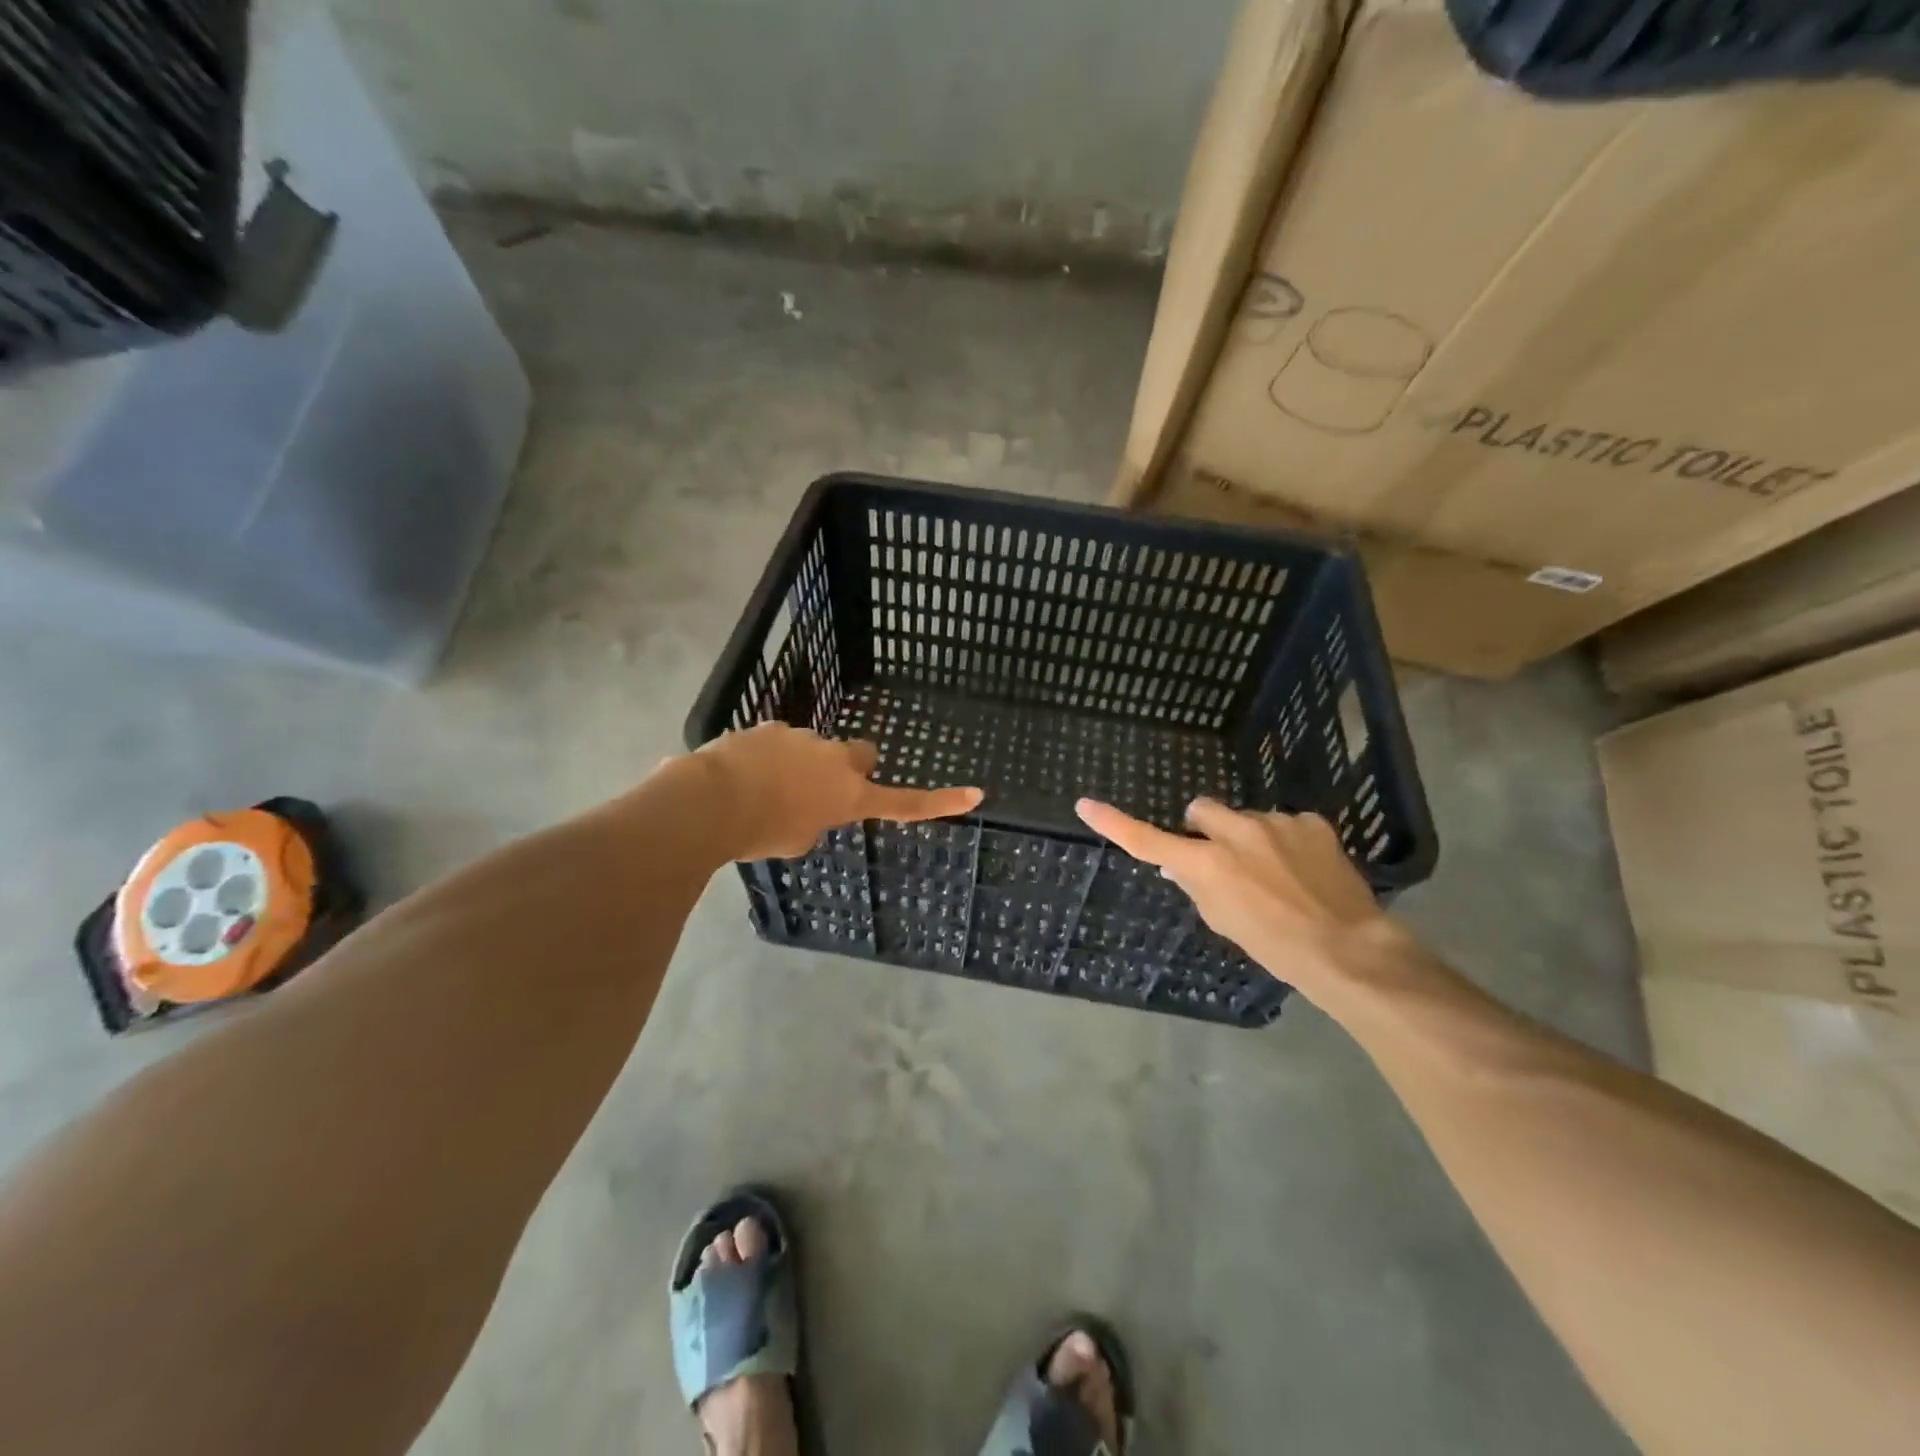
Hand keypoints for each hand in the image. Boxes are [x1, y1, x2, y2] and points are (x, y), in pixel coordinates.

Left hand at [699, 723, 982, 860]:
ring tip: (762, 790)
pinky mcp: (769, 728)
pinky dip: (766, 758)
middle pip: (859, 755)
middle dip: (847, 768)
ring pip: (812, 749)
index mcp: (849, 794)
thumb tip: (803, 806)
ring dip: (798, 765)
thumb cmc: (761, 832)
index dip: (941, 802)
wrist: (712, 801)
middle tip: (818, 789)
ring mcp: (802, 738)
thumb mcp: (797, 840)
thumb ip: (813, 819)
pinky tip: (740, 776)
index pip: (905, 801)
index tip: (976, 794)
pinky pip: (776, 743)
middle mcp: (834, 759)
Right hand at [1075, 796, 1397, 988]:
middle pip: (1201, 810)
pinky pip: (1286, 824)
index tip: (1086, 805)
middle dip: (1205, 829)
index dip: (1114, 823)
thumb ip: (1197, 885)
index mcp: (1206, 863)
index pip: (1147, 839)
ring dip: (1251, 839)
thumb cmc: (1274, 945)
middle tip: (1224, 860)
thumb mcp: (1223, 921)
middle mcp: (1235, 832)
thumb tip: (1179, 864)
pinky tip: (1306, 869)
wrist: (1347, 948)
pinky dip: (1287, 842)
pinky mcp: (1311, 821)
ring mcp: (1275, 823)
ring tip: (1278, 875)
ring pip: (1248, 820)